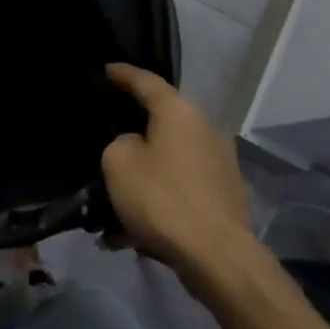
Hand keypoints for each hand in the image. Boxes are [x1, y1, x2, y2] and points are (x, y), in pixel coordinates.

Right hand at [101, 63, 264, 298]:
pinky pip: (179, 191)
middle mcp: (205, 130)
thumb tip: (135, 147)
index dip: (122, 74)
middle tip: (106, 139)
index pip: (146, 81)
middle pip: (160, 124)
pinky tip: (130, 234)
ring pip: (167, 163)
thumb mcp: (118, 162)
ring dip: (141, 179)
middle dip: (131, 135)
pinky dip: (156, 204)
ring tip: (111, 204)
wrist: (217, 258)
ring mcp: (219, 165)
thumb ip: (120, 143)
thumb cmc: (162, 198)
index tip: (106, 70)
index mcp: (179, 112)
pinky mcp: (223, 198)